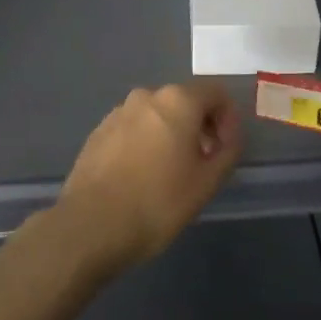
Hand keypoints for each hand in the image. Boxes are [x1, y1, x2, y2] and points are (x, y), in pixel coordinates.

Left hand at [56, 81, 243, 272]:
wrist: (91, 226)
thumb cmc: (158, 202)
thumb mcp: (207, 182)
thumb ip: (228, 152)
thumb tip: (229, 138)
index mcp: (177, 101)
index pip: (216, 93)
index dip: (228, 119)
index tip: (226, 150)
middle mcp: (146, 96)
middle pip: (185, 101)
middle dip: (200, 126)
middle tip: (203, 162)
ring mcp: (117, 113)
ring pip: (156, 115)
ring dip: (171, 134)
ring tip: (171, 172)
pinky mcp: (97, 133)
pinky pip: (133, 129)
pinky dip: (145, 143)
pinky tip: (142, 176)